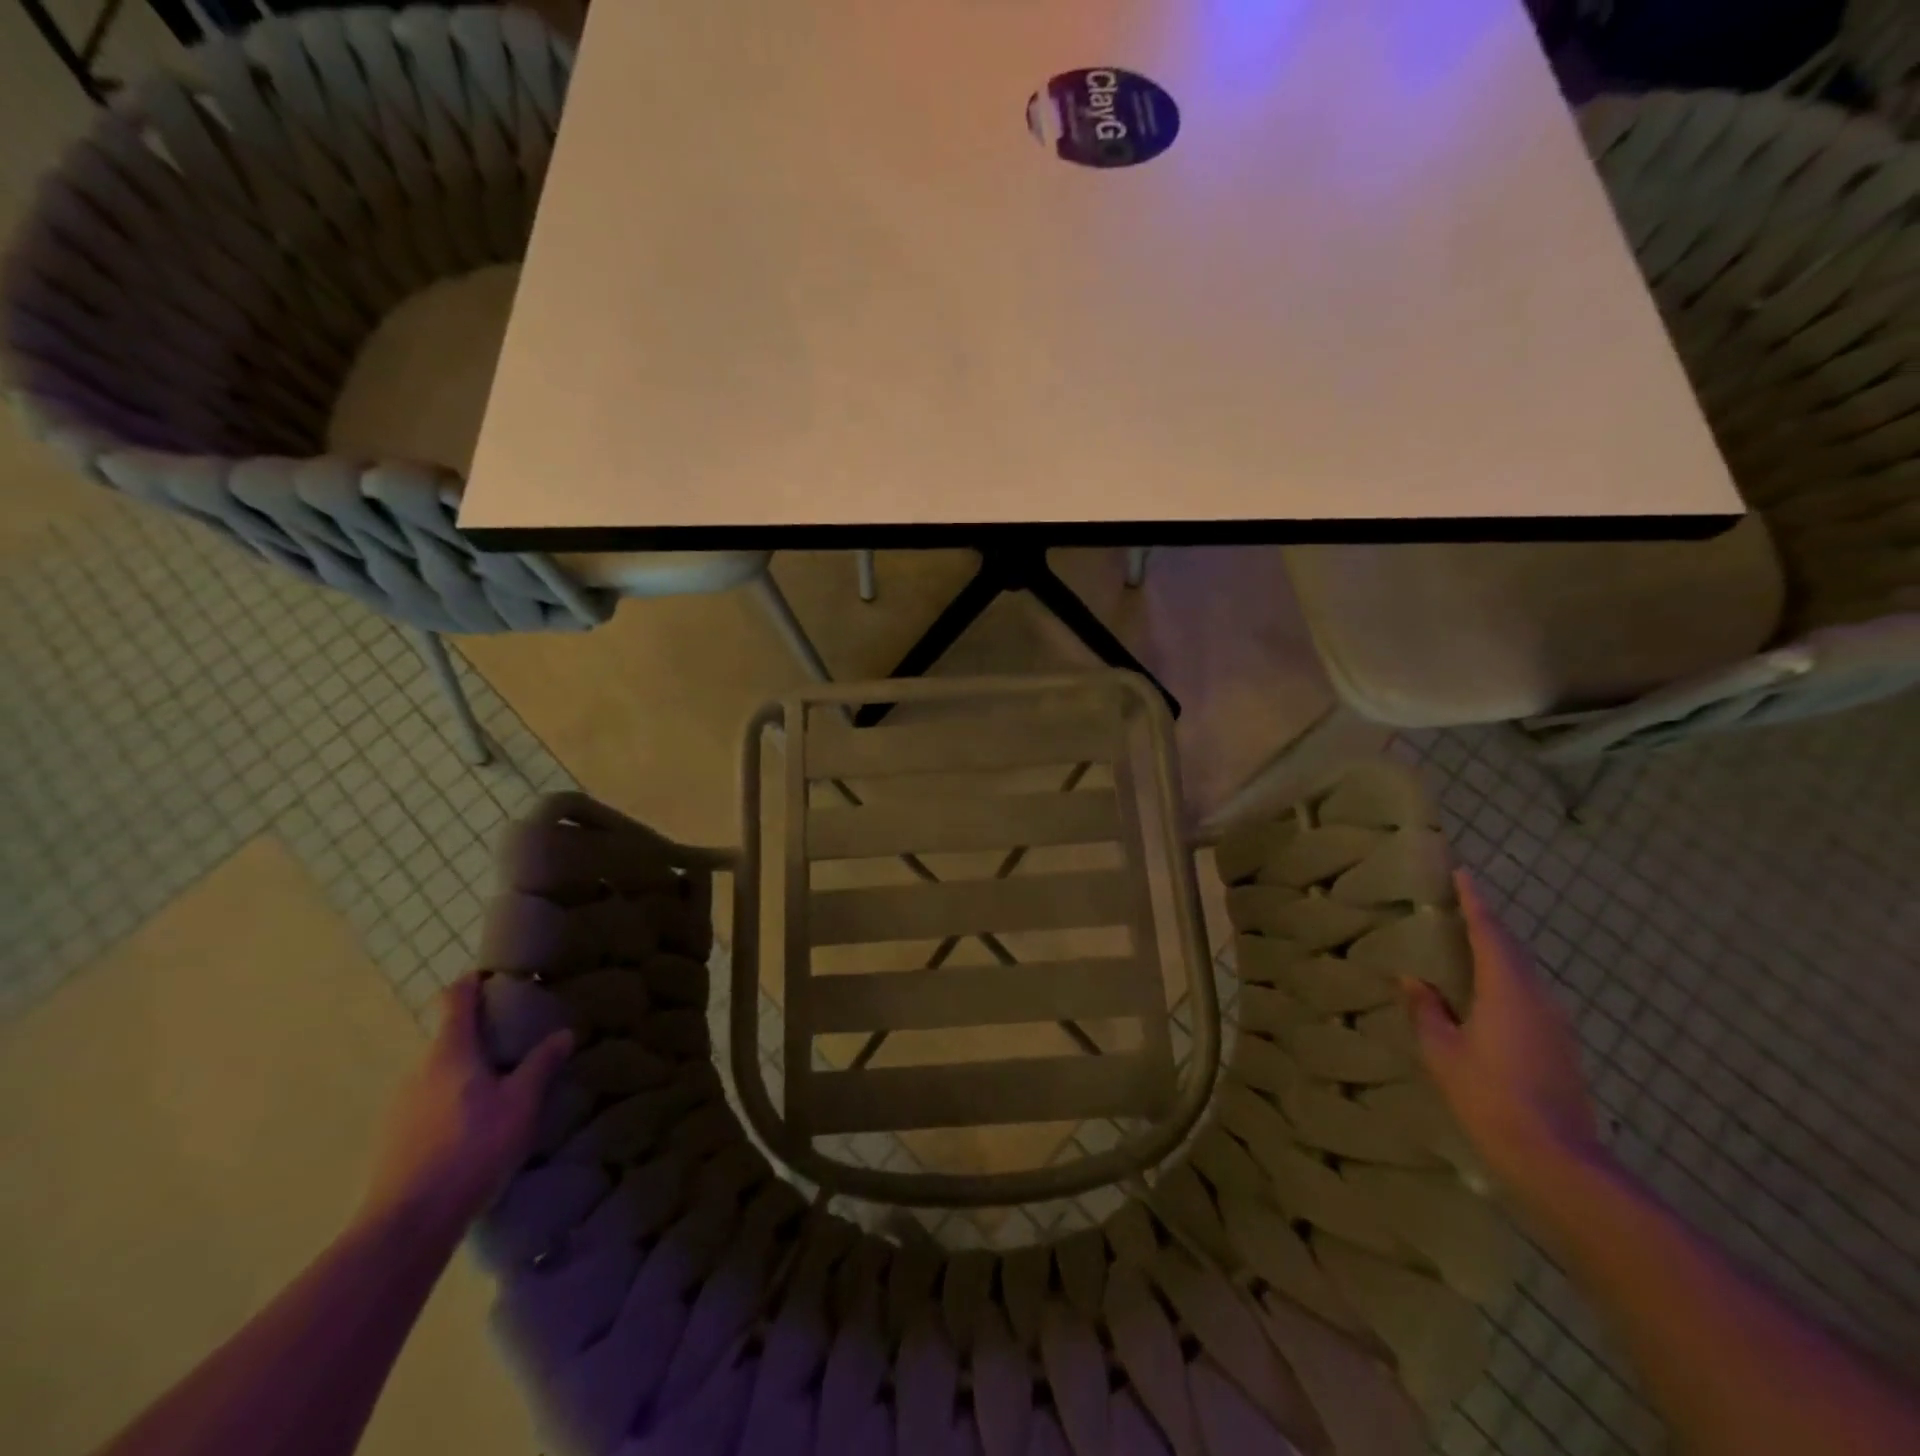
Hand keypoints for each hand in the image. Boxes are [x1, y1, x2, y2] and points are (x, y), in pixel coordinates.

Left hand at [362, 973, 573, 1235]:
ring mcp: (399, 1106)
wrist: (407, 1225)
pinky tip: (474, 1126)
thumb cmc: (471, 1149)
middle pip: (448, 1037)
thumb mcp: (521, 1104)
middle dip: (479, 1033)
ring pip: (438, 1072)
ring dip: (466, 1070)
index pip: (455, 1000)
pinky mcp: (393, 1138)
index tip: (495, 977)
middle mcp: (418, 1070)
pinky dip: (452, 1099)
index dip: (472, 983)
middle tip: (515, 1040)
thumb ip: (541, 1065)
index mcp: (449, 1052)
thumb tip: (563, 1032)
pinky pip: (428, 1102)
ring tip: (500, 1086)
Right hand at [1404, 872, 1601, 1184]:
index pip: (1489, 932)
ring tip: (1467, 946)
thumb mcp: (1442, 1052)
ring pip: (1523, 973)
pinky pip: (1529, 996)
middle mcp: (1537, 997)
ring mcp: (1555, 1023)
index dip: (1474, 901)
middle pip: (1511, 949)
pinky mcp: (1561, 1046)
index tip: (1462, 874)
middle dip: (1486, 924)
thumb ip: (1427, 1010)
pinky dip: (1506, 980)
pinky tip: (1486, 995)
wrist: (1557, 1160)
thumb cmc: (1489, 1097)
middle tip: (1459, 906)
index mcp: (1506, 989)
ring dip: (1497, 953)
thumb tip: (1414, 981)